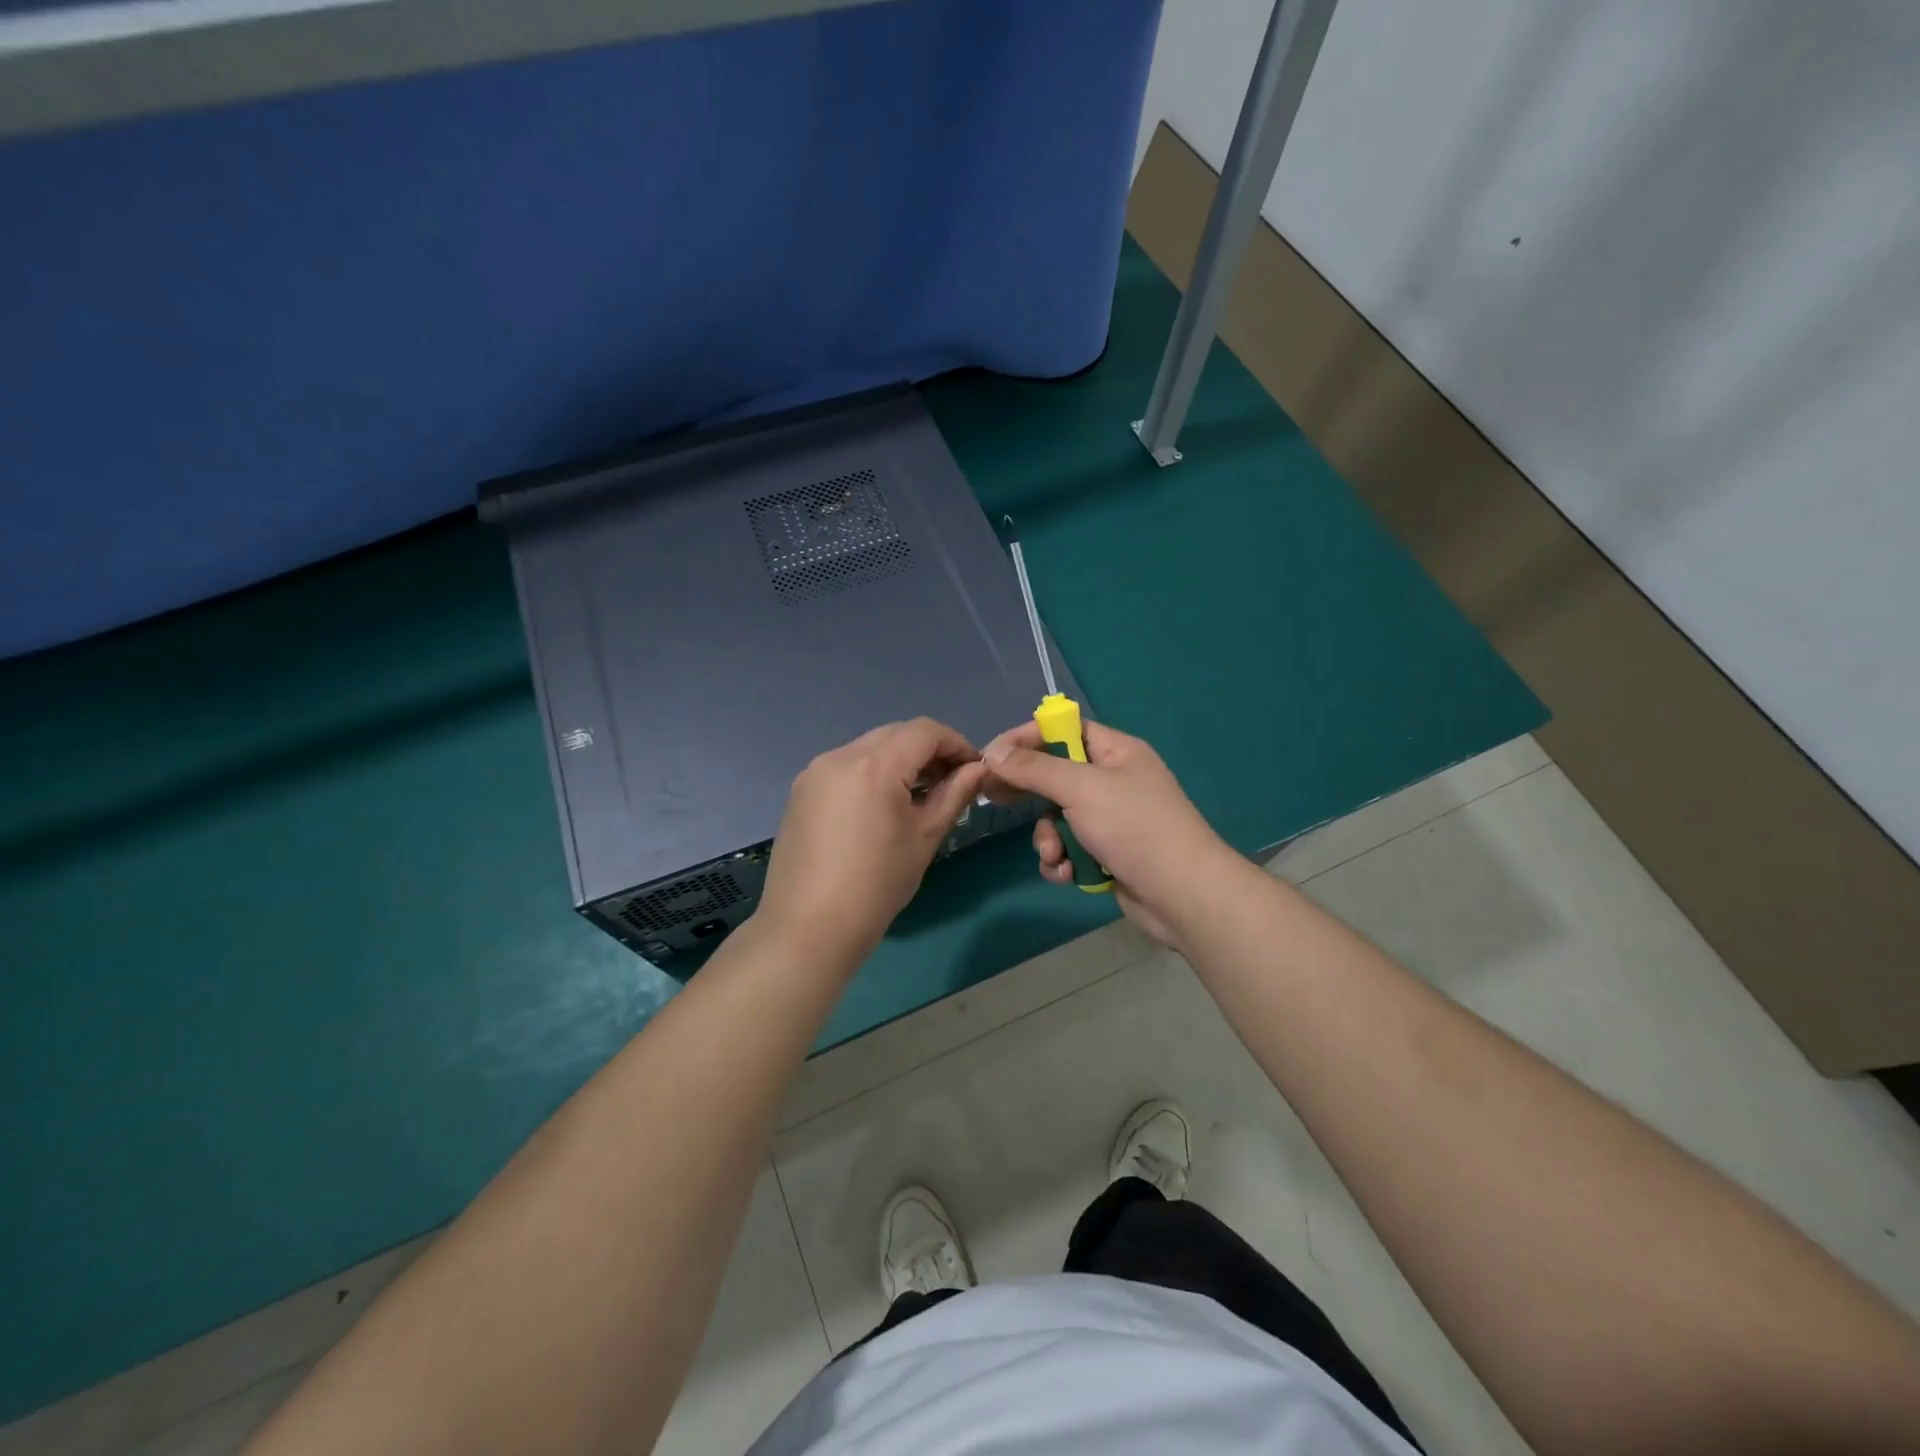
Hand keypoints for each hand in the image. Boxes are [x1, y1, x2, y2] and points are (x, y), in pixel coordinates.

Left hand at [757, 719, 988, 965]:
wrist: (808, 928)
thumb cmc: (877, 885)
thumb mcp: (924, 838)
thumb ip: (953, 795)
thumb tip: (978, 770)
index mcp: (874, 765)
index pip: (924, 732)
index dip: (956, 743)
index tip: (975, 769)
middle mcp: (840, 756)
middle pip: (895, 734)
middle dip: (928, 750)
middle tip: (951, 782)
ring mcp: (815, 772)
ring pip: (869, 748)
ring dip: (899, 761)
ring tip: (920, 795)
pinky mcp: (801, 791)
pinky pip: (846, 766)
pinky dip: (872, 773)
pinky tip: (883, 805)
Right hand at [983, 719, 1239, 949]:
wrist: (1182, 894)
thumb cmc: (1134, 827)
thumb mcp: (1080, 788)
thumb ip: (1034, 768)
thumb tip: (994, 752)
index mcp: (1117, 751)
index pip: (1064, 730)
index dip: (1028, 738)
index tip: (993, 755)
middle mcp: (1114, 781)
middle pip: (1056, 775)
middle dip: (1030, 794)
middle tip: (995, 799)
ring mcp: (1111, 820)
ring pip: (1058, 818)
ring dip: (1048, 838)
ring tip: (1054, 855)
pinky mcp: (1108, 854)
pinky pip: (1070, 848)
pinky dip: (1063, 861)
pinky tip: (1067, 875)